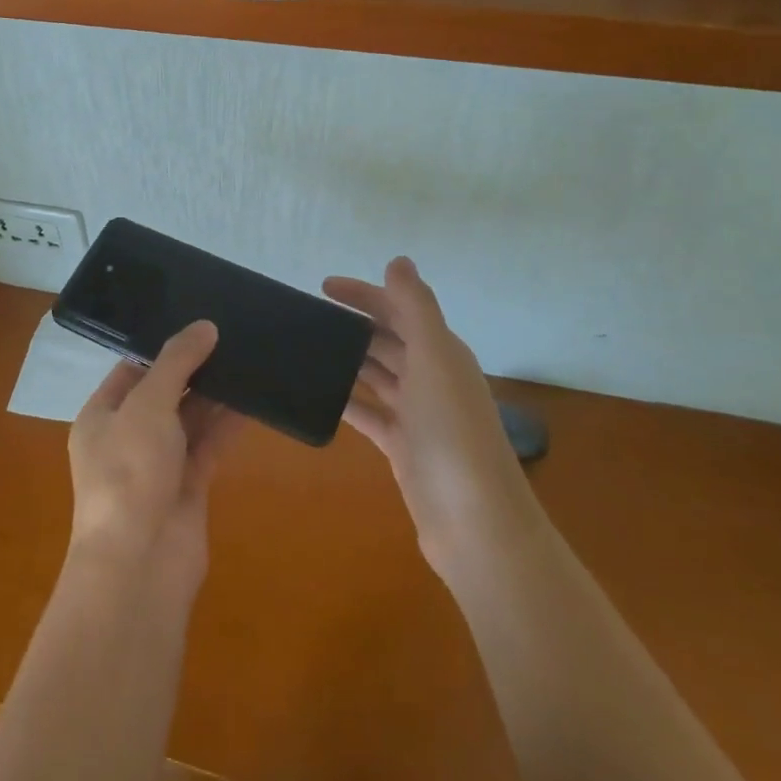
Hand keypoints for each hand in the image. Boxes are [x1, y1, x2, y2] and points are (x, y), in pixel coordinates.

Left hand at [67, 321, 240, 599]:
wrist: (141, 563)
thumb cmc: (129, 472)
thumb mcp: (147, 405)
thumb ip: (176, 363)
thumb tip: (204, 326)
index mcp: (101, 416)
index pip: (131, 370)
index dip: (161, 347)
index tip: (196, 323)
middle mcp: (127, 437)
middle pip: (163, 393)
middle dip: (193, 369)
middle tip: (230, 334)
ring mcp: (158, 464)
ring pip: (189, 420)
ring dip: (214, 395)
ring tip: (246, 358)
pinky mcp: (188, 487)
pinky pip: (208, 446)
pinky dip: (227, 425)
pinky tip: (253, 400)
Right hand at [324, 258, 537, 568]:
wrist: (474, 521)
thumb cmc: (452, 431)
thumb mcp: (435, 358)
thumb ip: (415, 307)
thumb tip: (398, 260)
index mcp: (442, 352)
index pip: (399, 310)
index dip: (365, 294)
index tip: (322, 287)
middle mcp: (432, 378)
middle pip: (388, 340)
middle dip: (353, 325)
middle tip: (307, 317)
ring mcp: (417, 415)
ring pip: (377, 375)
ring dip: (348, 360)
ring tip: (306, 349)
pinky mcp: (402, 447)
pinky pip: (369, 414)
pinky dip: (347, 401)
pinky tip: (320, 396)